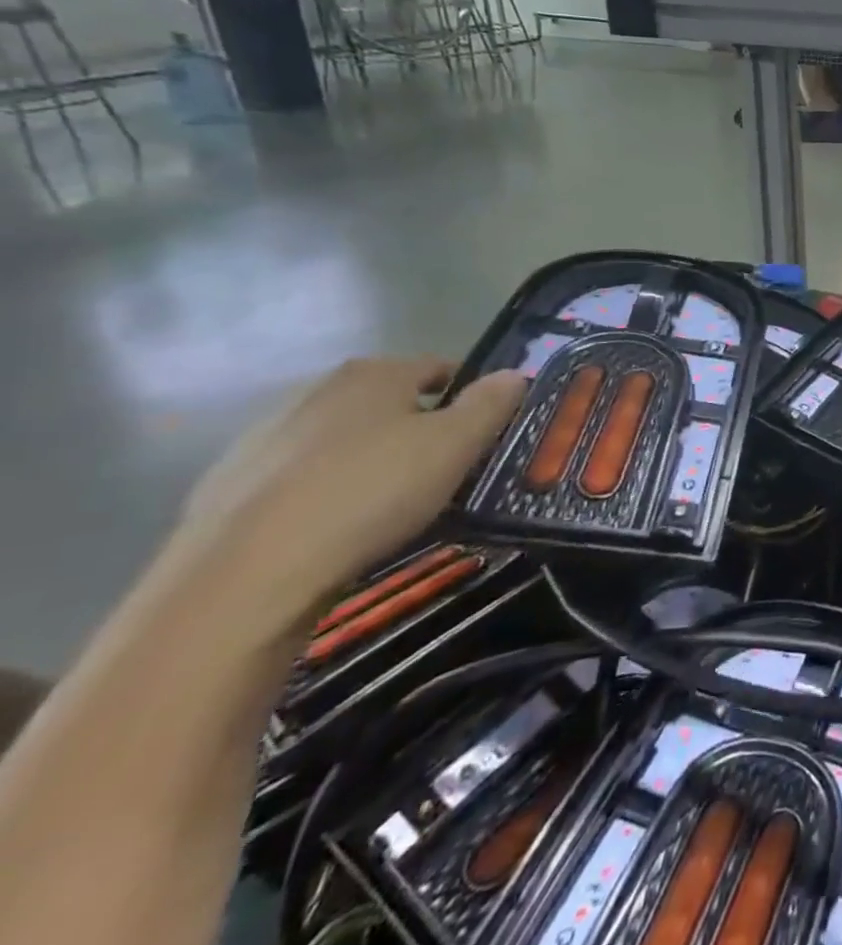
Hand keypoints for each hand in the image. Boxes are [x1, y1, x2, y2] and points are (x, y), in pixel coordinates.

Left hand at [170, 358, 525, 632]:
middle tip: (442, 471)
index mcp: (374, 374)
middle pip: (386, 402)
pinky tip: (332, 529)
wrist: (242, 577)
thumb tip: (513, 374)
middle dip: (416, 427)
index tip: (483, 431)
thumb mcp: (455, 446)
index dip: (467, 394)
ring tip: (387, 506)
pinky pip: (296, 478)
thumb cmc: (369, 494)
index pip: (438, 368)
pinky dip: (320, 492)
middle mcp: (317, 391)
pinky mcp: (225, 486)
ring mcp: (263, 437)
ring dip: (366, 459)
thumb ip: (490, 405)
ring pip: (339, 439)